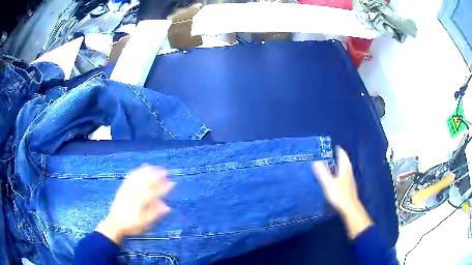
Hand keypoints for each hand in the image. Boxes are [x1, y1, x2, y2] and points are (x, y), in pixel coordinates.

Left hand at [96, 165, 174, 243]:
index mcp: (141, 201)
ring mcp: (127, 189)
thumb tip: (168, 207)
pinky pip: (130, 177)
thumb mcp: (145, 223)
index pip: (155, 192)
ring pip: (138, 177)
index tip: (172, 183)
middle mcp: (134, 192)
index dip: (164, 187)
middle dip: (157, 175)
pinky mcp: (122, 188)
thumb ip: (155, 213)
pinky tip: (140, 169)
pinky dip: (136, 172)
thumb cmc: (132, 225)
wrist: (115, 223)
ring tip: (154, 167)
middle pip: (146, 181)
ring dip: (147, 171)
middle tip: (166, 171)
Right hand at [312, 147, 372, 238]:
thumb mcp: (329, 184)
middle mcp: (349, 174)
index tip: (337, 147)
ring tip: (341, 163)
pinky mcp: (350, 188)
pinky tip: (343, 178)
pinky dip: (345, 172)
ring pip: (348, 169)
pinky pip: (348, 176)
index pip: (343, 158)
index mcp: (344, 171)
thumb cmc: (339, 195)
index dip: (340, 152)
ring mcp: (350, 181)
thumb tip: (316, 162)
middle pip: (347, 163)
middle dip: (343, 157)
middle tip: (339, 153)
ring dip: (345, 164)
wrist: (350, 208)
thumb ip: (323, 173)